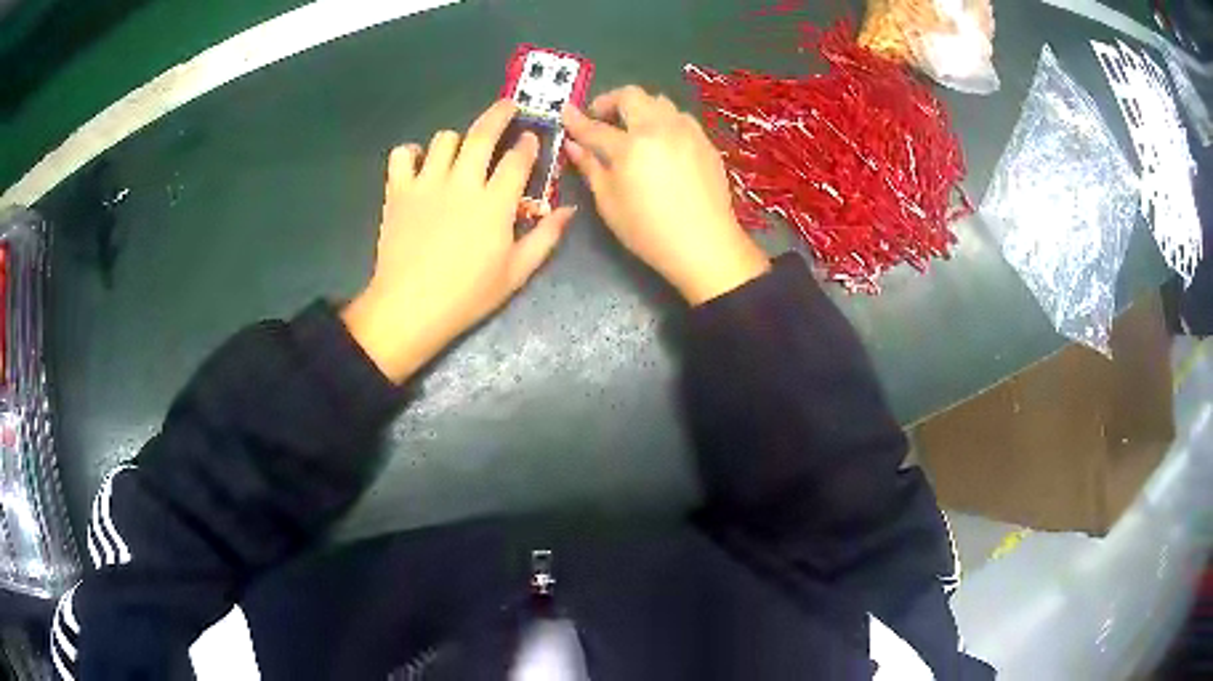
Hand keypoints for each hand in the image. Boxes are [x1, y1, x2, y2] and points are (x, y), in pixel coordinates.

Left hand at [344, 100, 575, 383]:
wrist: (410, 308)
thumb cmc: (467, 295)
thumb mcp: (516, 273)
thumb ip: (545, 237)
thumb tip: (569, 209)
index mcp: (495, 203)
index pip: (518, 158)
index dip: (528, 144)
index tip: (531, 138)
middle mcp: (462, 182)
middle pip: (482, 133)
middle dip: (500, 113)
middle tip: (509, 106)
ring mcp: (426, 183)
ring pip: (444, 139)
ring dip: (457, 139)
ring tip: (461, 151)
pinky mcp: (398, 191)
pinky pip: (402, 154)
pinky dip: (411, 153)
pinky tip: (419, 164)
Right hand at [561, 86, 768, 305]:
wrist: (705, 244)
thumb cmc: (648, 230)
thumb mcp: (609, 203)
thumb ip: (590, 168)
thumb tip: (574, 145)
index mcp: (630, 146)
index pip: (595, 127)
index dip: (576, 120)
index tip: (565, 112)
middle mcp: (659, 128)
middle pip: (631, 96)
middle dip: (610, 101)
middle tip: (601, 119)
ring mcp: (687, 132)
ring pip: (659, 101)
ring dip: (640, 107)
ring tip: (632, 128)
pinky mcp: (705, 142)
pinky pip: (680, 117)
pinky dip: (664, 120)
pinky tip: (661, 141)